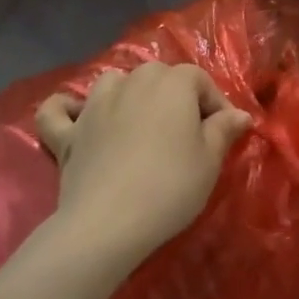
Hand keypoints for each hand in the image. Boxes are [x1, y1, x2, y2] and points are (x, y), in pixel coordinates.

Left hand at [36, 62, 250, 270]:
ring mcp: (93, 105)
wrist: (109, 222)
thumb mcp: (210, 161)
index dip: (216, 104)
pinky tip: (77, 116)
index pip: (200, 80)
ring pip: (112, 82)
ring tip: (140, 120)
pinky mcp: (67, 133)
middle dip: (176, 96)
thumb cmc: (170, 187)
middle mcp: (131, 82)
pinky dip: (67, 109)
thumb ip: (224, 130)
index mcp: (171, 84)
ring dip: (128, 93)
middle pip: (158, 76)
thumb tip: (239, 114)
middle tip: (188, 132)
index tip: (225, 133)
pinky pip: (58, 110)